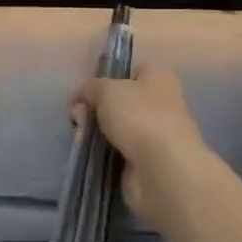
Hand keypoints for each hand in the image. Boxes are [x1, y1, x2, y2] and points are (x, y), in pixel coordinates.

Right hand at [74, 63, 221, 225]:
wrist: (163, 171)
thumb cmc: (140, 117)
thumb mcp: (106, 90)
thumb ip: (90, 88)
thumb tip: (83, 97)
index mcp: (159, 77)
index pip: (132, 70)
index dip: (109, 77)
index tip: (88, 89)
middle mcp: (161, 103)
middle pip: (120, 101)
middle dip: (96, 108)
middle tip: (79, 115)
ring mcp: (154, 135)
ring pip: (116, 128)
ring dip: (96, 132)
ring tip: (81, 136)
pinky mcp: (146, 163)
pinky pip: (117, 152)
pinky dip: (103, 153)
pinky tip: (89, 154)